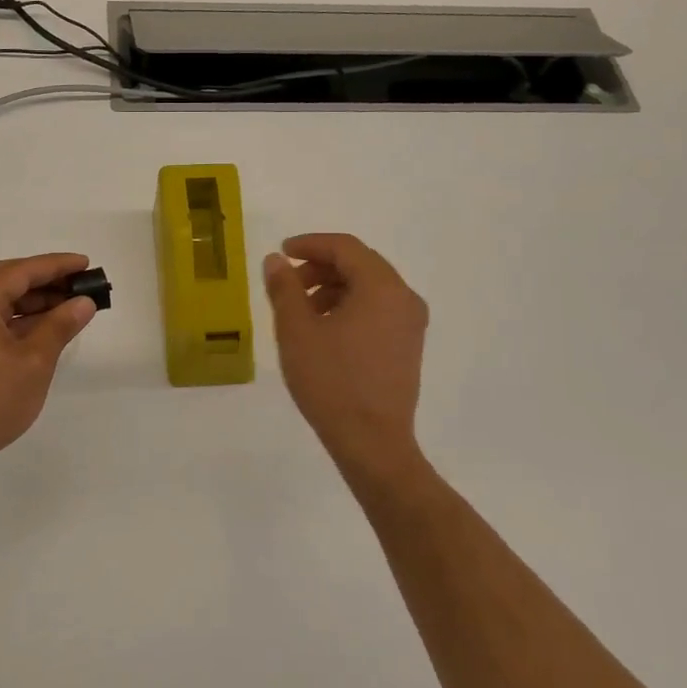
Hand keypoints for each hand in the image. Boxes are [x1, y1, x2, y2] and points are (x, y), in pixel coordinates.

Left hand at [0, 253, 98, 481]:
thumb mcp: (34, 362)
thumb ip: (60, 326)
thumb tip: (83, 303)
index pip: (21, 271)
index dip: (56, 265)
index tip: (86, 264)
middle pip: (7, 281)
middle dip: (46, 281)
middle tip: (80, 285)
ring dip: (33, 302)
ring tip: (69, 307)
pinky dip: (18, 320)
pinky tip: (43, 330)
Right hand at [263, 234, 429, 478]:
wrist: (372, 443)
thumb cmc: (332, 382)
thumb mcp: (297, 331)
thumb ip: (284, 288)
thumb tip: (276, 261)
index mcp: (382, 287)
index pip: (344, 247)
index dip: (310, 244)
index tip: (281, 253)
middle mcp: (404, 298)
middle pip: (360, 264)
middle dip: (320, 267)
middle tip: (289, 284)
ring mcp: (411, 324)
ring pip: (369, 288)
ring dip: (334, 288)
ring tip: (302, 312)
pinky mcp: (408, 346)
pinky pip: (378, 310)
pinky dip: (350, 307)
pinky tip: (325, 331)